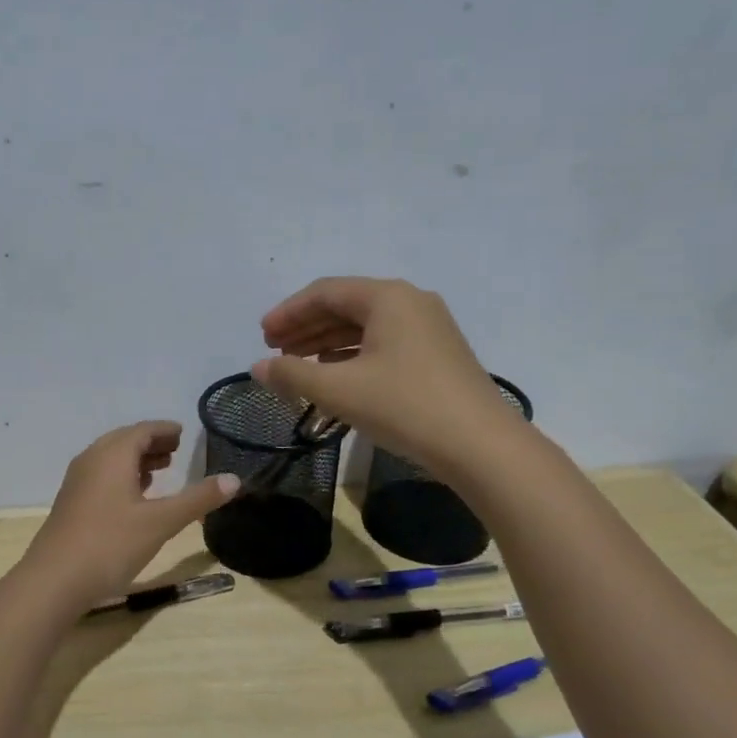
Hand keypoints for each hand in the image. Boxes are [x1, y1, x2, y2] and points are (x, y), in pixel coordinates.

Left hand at [18, 422, 238, 608]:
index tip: (182, 433)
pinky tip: (133, 497)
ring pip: (110, 460)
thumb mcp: (161, 522)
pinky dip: (121, 476)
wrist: (53, 580)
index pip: (142, 430)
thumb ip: (198, 499)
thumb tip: (235, 479)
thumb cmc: (110, 544)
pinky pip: (100, 476)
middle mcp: (91, 460)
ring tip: (160, 470)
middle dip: (151, 443)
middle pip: (124, 441)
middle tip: (176, 449)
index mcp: (112, 455)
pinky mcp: (71, 504)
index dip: (164, 430)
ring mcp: (77, 482)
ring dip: (136, 460)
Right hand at [253, 277, 519, 474]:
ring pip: (366, 327)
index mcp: (387, 297)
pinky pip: (384, 343)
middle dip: (306, 327)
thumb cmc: (404, 406)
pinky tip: (336, 376)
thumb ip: (292, 375)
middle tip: (274, 351)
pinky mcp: (437, 354)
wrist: (479, 445)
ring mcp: (429, 328)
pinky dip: (353, 356)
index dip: (288, 312)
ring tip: (298, 365)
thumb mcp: (339, 390)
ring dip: (327, 343)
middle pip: (346, 306)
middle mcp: (410, 302)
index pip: (325, 292)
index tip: (262, 337)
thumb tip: (257, 368)